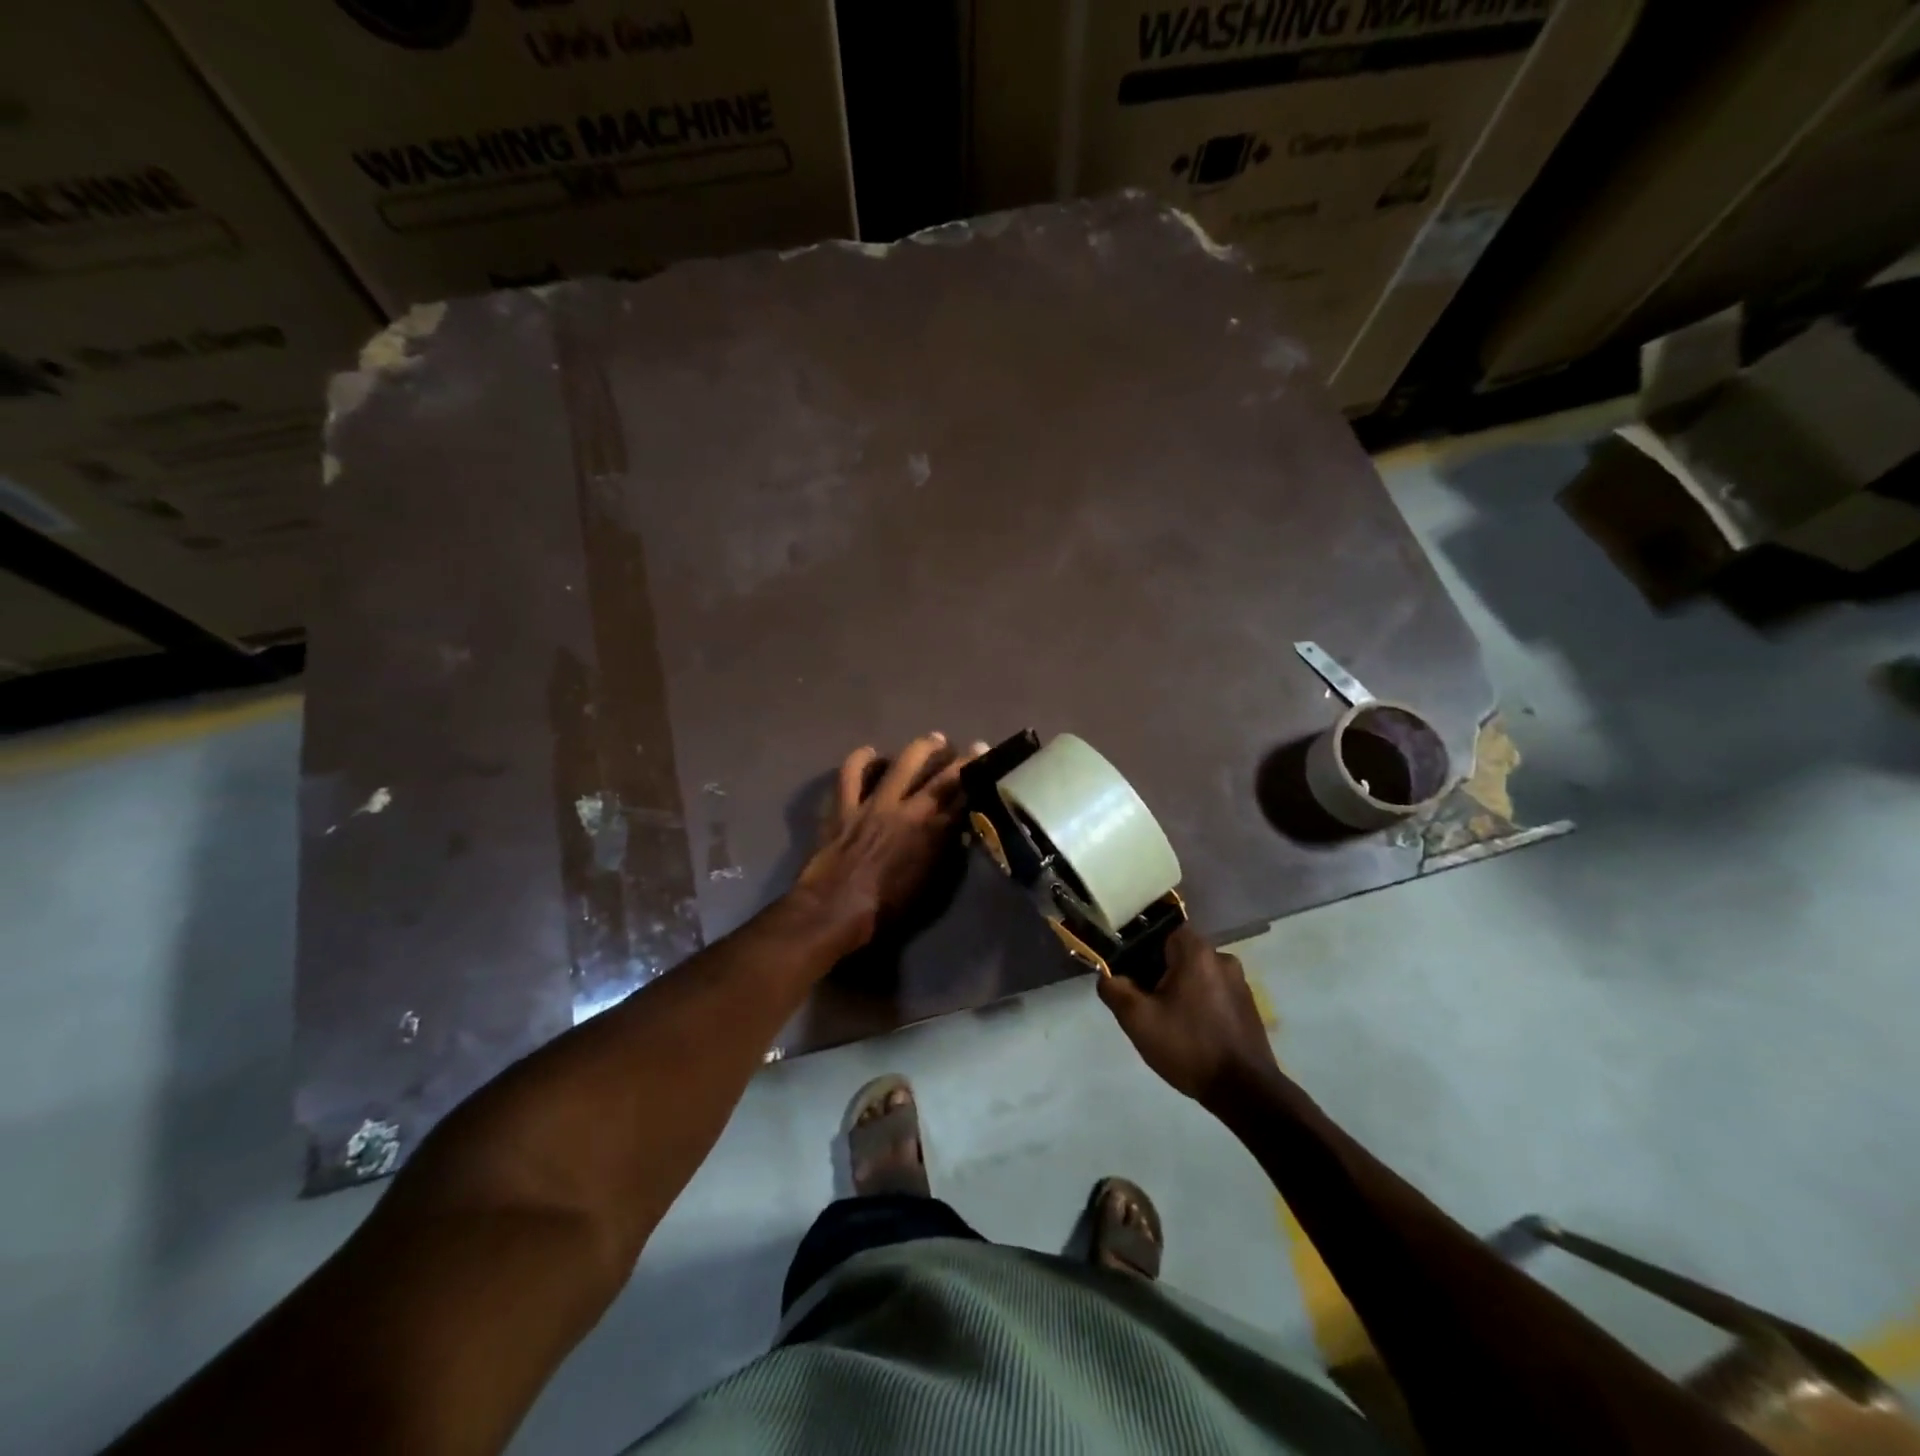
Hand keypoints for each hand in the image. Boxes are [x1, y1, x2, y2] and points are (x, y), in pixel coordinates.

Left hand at [794, 735, 983, 948]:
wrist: (835, 910)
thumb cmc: (887, 908)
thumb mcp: (931, 885)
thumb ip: (946, 851)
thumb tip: (959, 828)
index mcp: (933, 833)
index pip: (964, 798)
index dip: (978, 777)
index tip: (988, 760)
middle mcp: (908, 810)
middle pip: (940, 775)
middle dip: (957, 758)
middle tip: (965, 748)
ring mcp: (874, 803)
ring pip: (902, 763)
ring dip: (920, 749)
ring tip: (931, 741)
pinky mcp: (845, 804)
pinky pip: (851, 772)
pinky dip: (861, 759)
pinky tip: (870, 753)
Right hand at [1097, 926, 1279, 1105]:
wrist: (1244, 1091)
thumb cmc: (1188, 1046)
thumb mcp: (1138, 1019)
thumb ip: (1114, 989)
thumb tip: (1108, 975)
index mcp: (1196, 951)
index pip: (1161, 931)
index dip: (1141, 949)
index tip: (1130, 974)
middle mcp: (1222, 957)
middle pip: (1178, 953)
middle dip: (1158, 973)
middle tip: (1144, 1003)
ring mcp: (1239, 982)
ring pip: (1196, 974)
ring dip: (1179, 990)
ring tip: (1166, 1021)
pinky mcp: (1248, 1005)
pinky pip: (1213, 991)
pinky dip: (1198, 1003)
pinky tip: (1191, 1032)